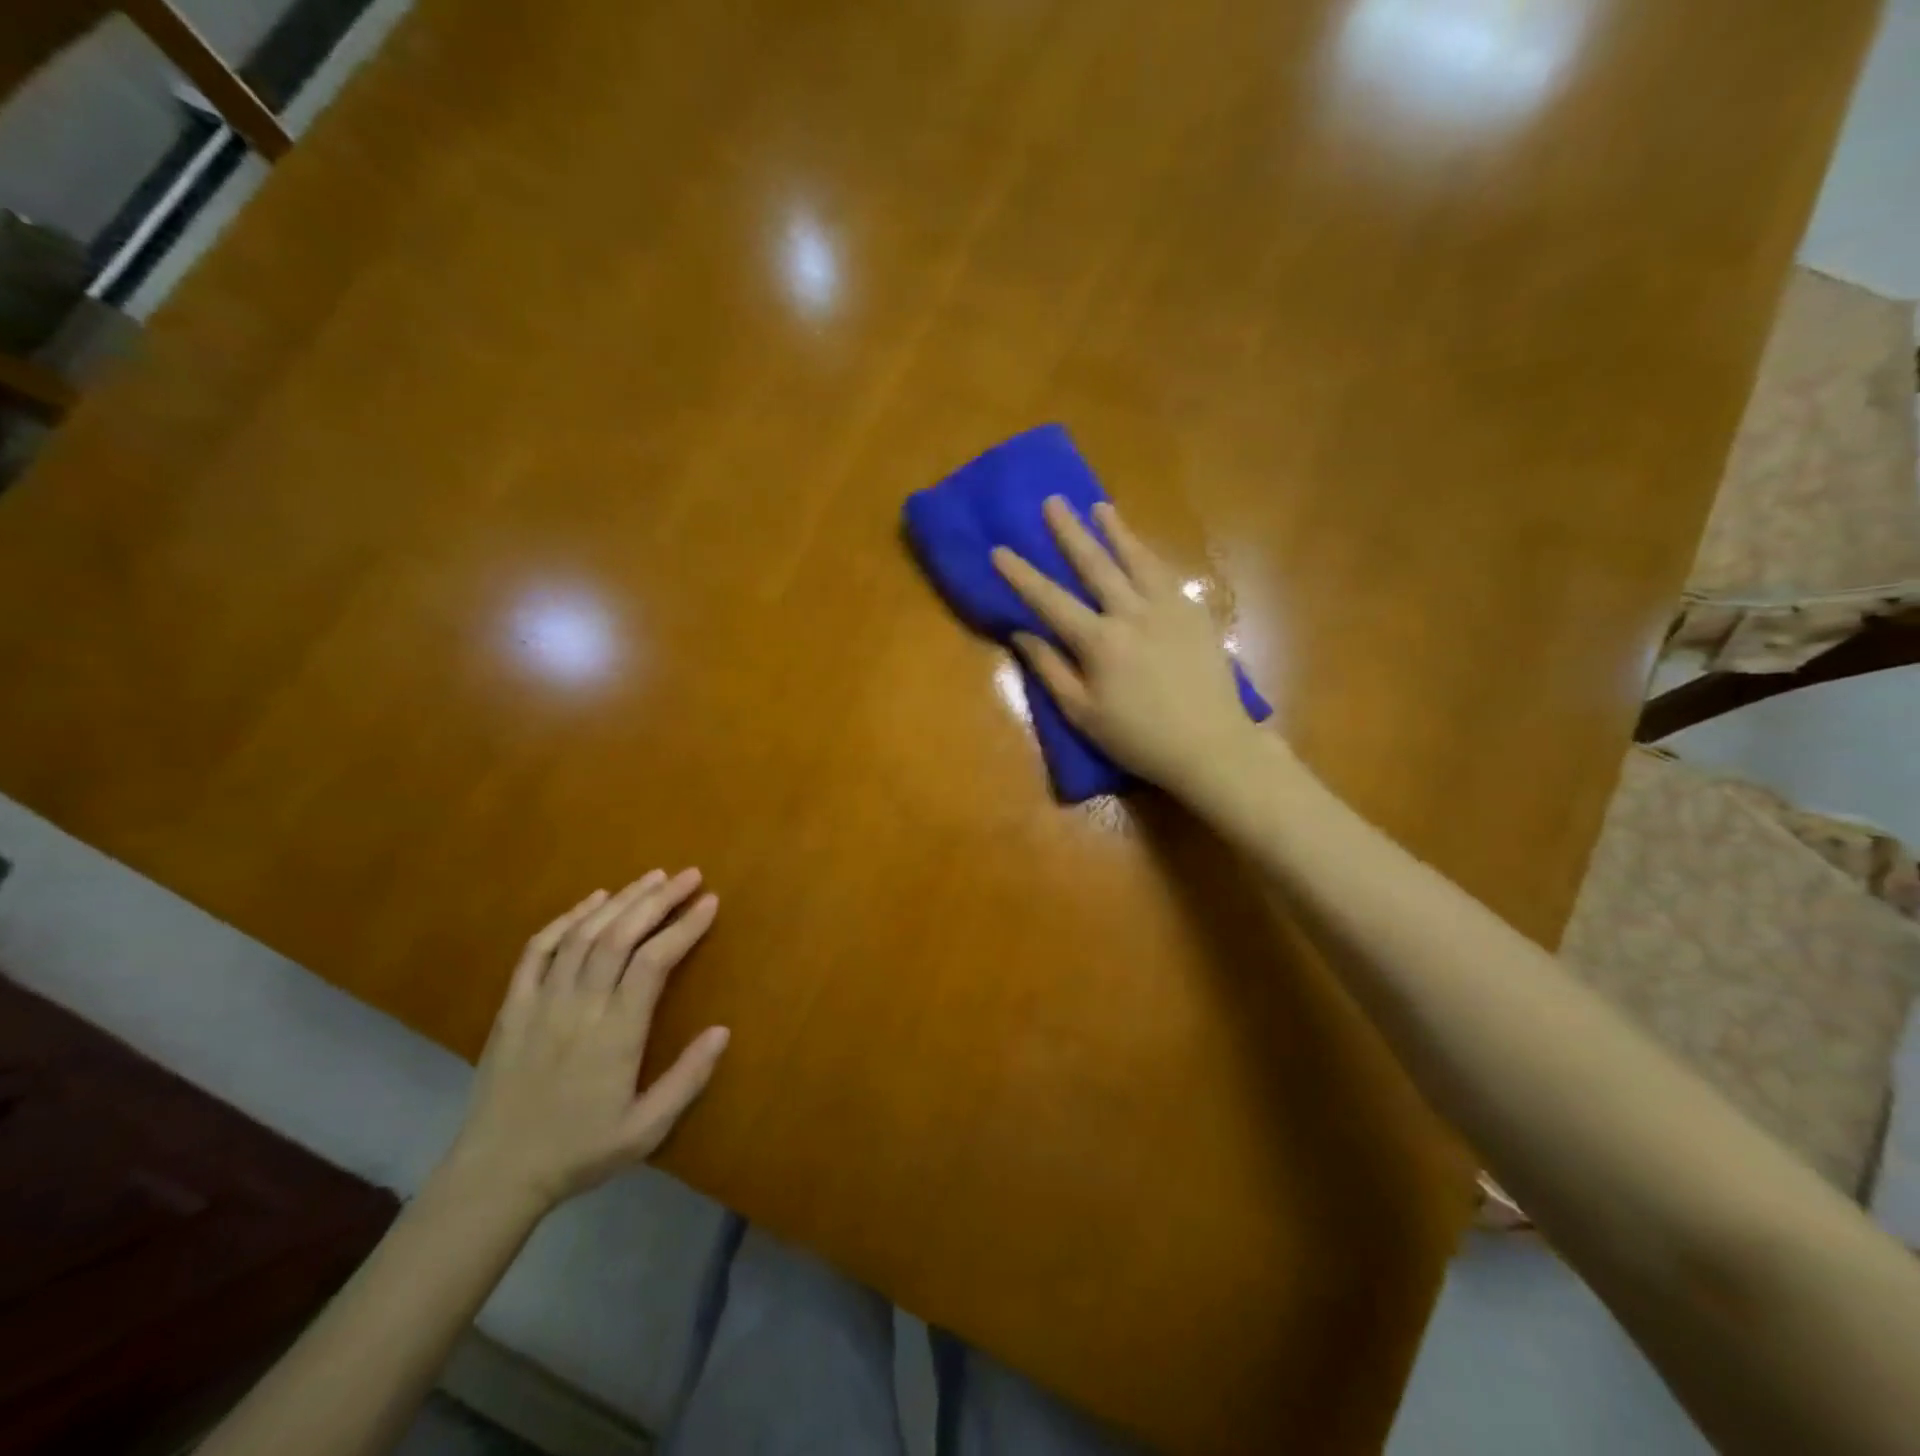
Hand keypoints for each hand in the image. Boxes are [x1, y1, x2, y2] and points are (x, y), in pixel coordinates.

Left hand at [447, 871, 730, 1210]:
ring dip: (620, 900)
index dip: (684, 927)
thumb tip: (723, 1030)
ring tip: (652, 878)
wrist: (495, 1176)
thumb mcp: (645, 1130)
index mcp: (615, 1035)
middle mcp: (578, 1008)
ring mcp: (540, 1003)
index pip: (654, 962)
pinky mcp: (512, 1007)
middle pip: (620, 936)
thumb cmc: (579, 1152)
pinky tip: (592, 900)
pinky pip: (538, 951)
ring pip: (583, 935)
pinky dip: (566, 919)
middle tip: (689, 875)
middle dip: (658, 899)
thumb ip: (687, 1079)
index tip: (710, 902)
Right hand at [992, 497, 1261, 798]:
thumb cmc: (1138, 737)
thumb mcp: (1082, 713)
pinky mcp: (1194, 613)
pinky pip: (1166, 573)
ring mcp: (1168, 608)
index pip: (1050, 600)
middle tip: (1052, 501)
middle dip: (1070, 532)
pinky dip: (1148, 555)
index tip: (1000, 549)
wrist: (1210, 746)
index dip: (1022, 575)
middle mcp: (1133, 613)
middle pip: (1095, 564)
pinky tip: (1141, 548)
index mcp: (1100, 642)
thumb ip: (1050, 669)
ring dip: (1116, 531)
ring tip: (1100, 507)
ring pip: (1137, 559)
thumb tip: (1022, 634)